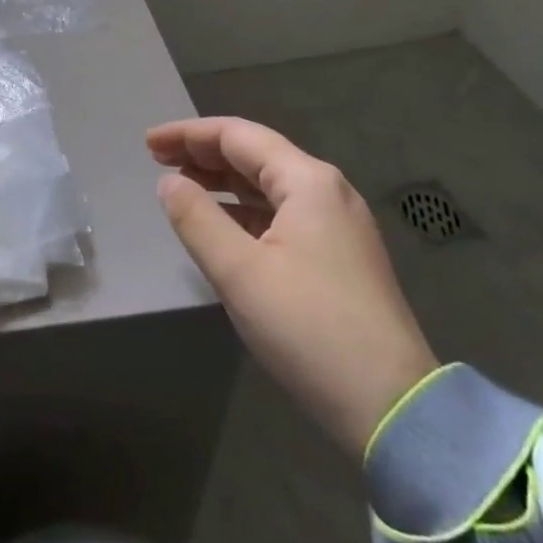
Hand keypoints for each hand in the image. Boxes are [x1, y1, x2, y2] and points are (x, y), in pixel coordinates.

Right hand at [148, 116, 437, 453]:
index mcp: (307, 181)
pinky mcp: (340, 257)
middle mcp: (327, 191)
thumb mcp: (239, 272)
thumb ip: (197, 218)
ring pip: (269, 186)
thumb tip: (170, 182)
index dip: (188, 134)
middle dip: (204, 154)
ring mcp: (338, 225)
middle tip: (157, 160)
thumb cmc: (309, 328)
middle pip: (256, 155)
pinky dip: (245, 210)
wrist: (394, 409)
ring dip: (223, 181)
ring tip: (181, 185)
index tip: (148, 144)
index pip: (237, 136)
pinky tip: (221, 224)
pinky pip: (282, 214)